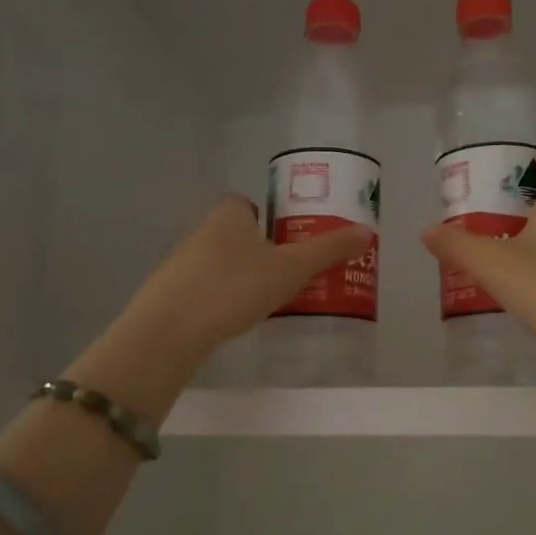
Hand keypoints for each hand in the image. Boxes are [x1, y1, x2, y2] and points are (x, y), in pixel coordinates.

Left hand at [118, 194, 372, 363]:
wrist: (169, 331)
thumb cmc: (234, 287)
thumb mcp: (291, 269)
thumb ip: (328, 250)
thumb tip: (366, 231)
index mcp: (229, 215)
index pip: (246, 203)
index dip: (266, 217)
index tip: (286, 240)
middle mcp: (201, 231)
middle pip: (234, 233)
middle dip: (258, 249)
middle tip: (286, 273)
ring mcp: (180, 263)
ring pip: (218, 262)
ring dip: (238, 275)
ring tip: (265, 300)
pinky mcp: (168, 294)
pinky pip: (203, 288)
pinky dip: (219, 298)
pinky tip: (234, 320)